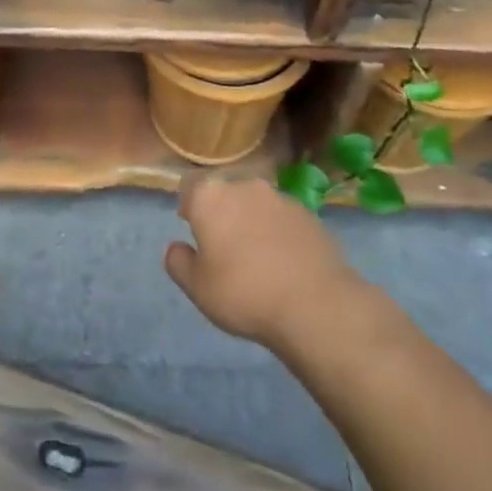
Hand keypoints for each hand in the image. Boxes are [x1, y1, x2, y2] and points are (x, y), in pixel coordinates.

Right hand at [165, 176, 365, 349]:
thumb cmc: (244, 293)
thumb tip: (176, 247)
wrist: (315, 304)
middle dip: (222, 212)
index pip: (189, 187)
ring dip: (251, 221)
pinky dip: (278, 232)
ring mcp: (280, 197)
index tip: (191, 226)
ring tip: (257, 257)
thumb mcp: (197, 288)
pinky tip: (284, 262)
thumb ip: (178, 262)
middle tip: (223, 246)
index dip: (188, 205)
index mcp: (210, 197)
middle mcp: (244, 186)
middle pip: (225, 193)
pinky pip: (283, 219)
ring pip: (256, 204)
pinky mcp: (309, 214)